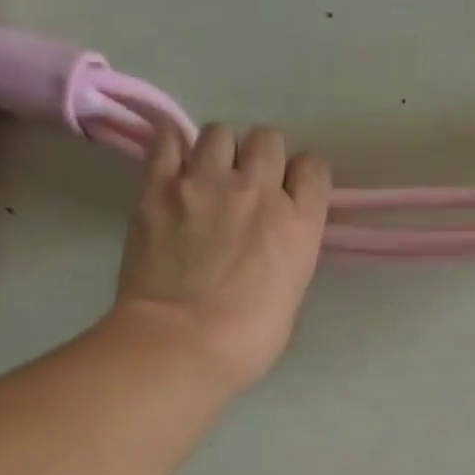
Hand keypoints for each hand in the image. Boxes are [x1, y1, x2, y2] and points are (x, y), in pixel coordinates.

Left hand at [110, 122, 330, 392]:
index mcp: (298, 223)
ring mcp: (205, 182)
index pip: (314, 169)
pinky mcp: (159, 186)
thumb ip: (286, 256)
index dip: (304, 178)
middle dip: (263, 158)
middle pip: (268, 140)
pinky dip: (173, 144)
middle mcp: (258, 190)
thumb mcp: (289, 297)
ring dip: (220, 151)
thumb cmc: (247, 340)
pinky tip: (174, 161)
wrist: (182, 342)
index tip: (294, 194)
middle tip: (250, 186)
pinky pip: (168, 139)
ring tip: (209, 175)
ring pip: (220, 132)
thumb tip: (269, 246)